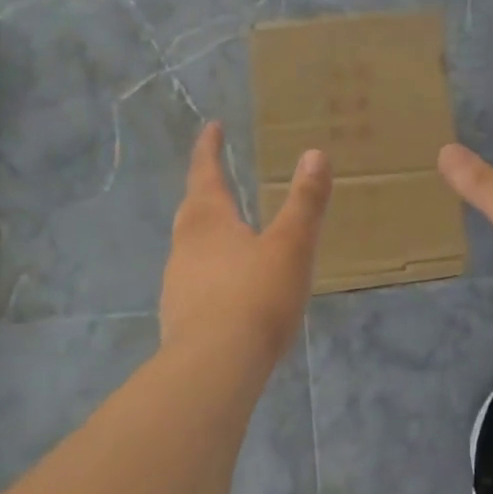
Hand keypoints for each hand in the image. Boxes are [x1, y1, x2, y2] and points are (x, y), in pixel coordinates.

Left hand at [160, 122, 331, 375]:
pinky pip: (196, 281)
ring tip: (231, 235)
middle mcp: (186, 246)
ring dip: (208, 234)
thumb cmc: (256, 296)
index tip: (212, 127)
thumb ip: (305, 202)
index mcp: (209, 221)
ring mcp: (178, 283)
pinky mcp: (179, 317)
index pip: (205, 173)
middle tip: (218, 178)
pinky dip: (211, 272)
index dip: (209, 149)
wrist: (214, 366)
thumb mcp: (291, 246)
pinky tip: (229, 289)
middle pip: (193, 209)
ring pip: (191, 247)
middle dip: (205, 190)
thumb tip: (314, 154)